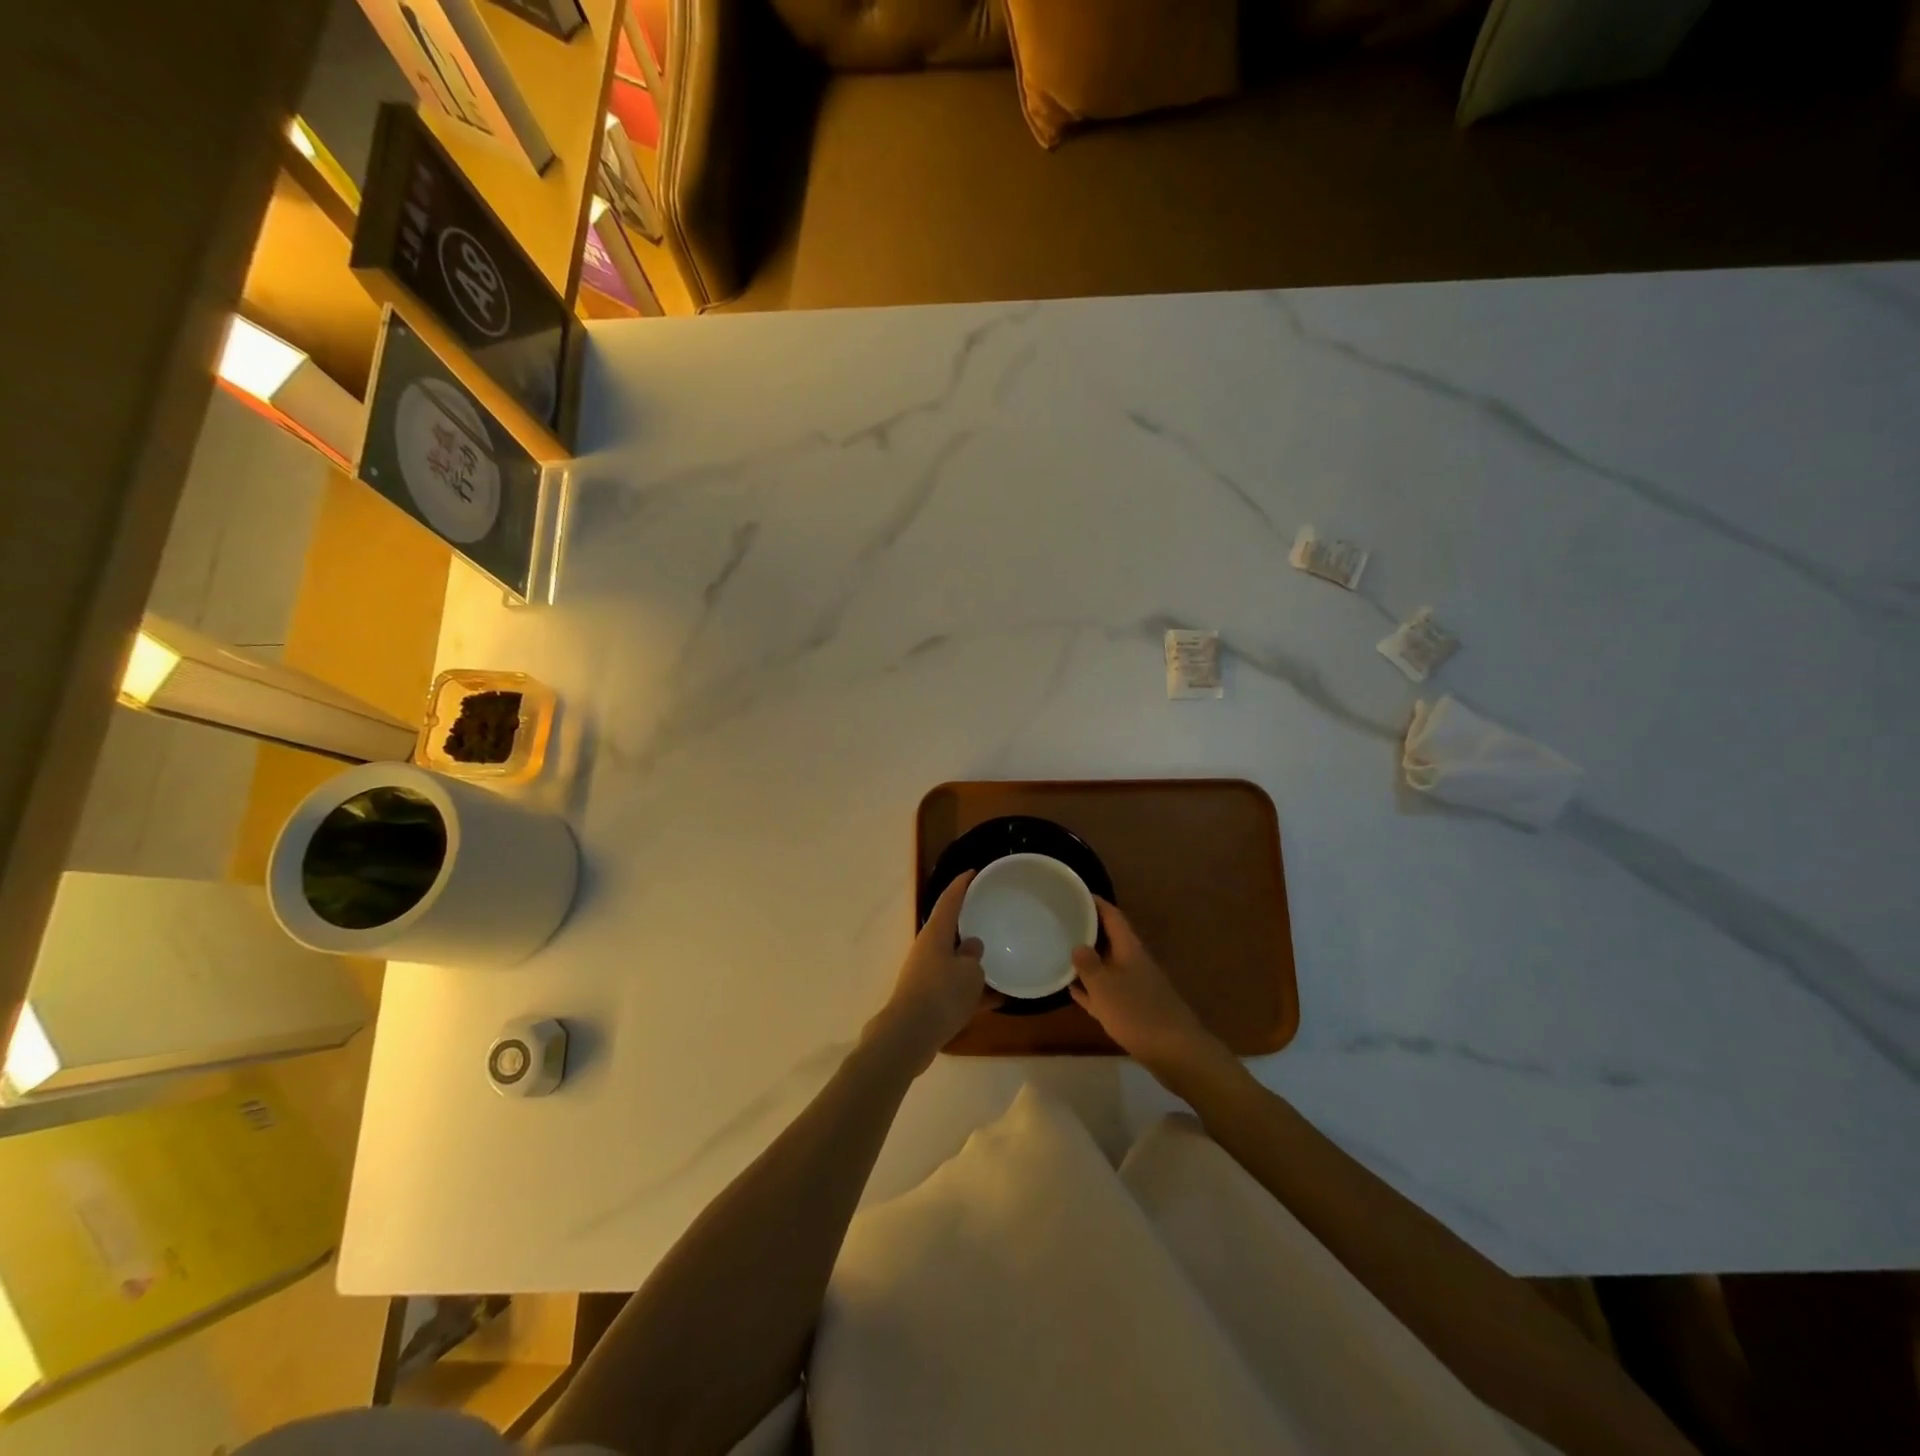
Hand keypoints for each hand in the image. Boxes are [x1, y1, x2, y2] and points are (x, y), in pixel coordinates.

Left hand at [868, 871, 997, 1070]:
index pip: (949, 900)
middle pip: (950, 931)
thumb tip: (971, 947)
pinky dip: (975, 992)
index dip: (961, 885)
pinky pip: (956, 989)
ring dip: (975, 964)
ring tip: (1002, 962)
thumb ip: (974, 956)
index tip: (973, 872)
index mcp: (935, 934)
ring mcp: (927, 976)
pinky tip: (999, 1000)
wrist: (908, 1037)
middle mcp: (928, 951)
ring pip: (955, 963)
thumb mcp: (969, 973)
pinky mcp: (929, 1000)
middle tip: (992, 916)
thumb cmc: (941, 994)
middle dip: (969, 925)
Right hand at [1071, 899, 1227, 1076]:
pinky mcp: (1134, 1010)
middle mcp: (1133, 963)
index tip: (1075, 893)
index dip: (1096, 903)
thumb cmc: (1137, 1013)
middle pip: (1110, 939)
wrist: (1176, 1053)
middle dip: (1088, 930)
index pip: (1113, 917)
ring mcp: (1135, 987)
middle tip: (1062, 921)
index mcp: (1129, 950)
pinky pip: (1107, 992)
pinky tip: (1073, 990)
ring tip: (1061, 951)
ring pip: (1107, 966)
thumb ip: (1089, 965)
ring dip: (1088, 960)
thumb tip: (1078, 945)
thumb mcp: (1105, 986)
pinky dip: (1091, 988)